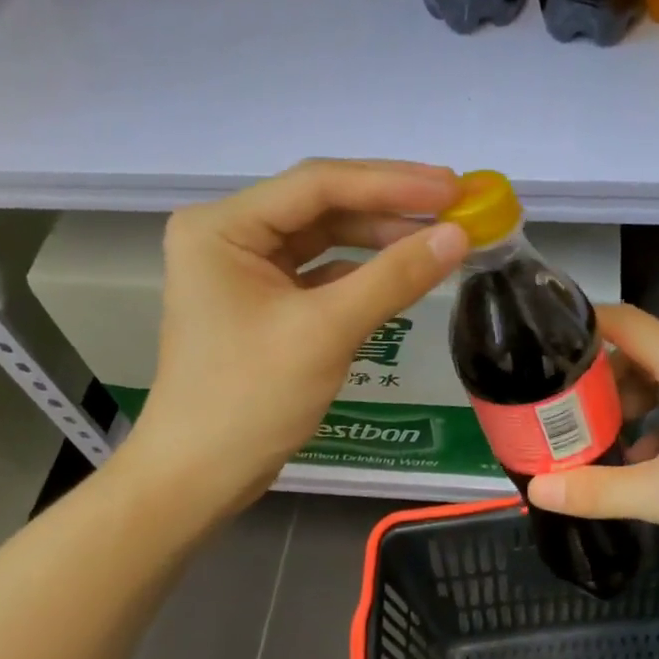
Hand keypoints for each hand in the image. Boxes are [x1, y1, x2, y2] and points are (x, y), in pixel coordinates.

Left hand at [124, 159, 466, 516]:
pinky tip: (405, 271)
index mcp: (223, 227)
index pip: (318, 185)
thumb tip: (459, 235)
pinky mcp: (264, 301)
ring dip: (381, 238)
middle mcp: (230, 235)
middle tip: (457, 206)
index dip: (392, 182)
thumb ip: (394, 277)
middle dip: (390, 207)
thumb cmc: (250, 398)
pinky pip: (323, 272)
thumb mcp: (326, 332)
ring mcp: (246, 268)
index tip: (453, 187)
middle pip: (323, 205)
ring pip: (326, 237)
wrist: (199, 476)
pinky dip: (364, 272)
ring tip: (442, 236)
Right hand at [527, 304, 658, 591]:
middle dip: (592, 376)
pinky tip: (629, 461)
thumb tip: (535, 488)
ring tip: (583, 434)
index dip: (580, 325)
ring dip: (619, 403)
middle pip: (635, 352)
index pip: (625, 322)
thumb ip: (598, 489)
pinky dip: (646, 424)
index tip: (537, 346)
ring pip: (655, 382)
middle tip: (551, 403)